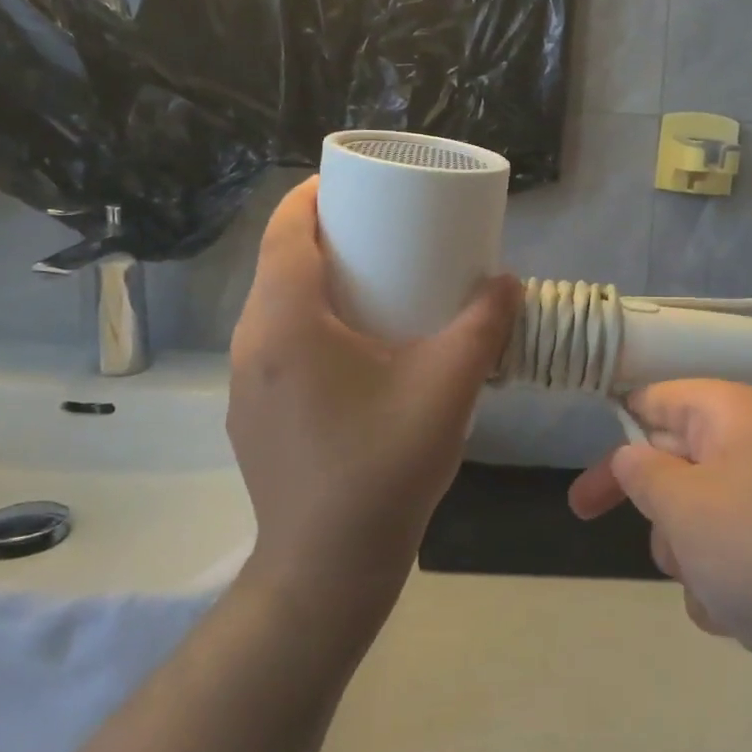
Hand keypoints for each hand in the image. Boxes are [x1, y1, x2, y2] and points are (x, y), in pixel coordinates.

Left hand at [228, 178, 520, 610]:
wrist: (327, 569)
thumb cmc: (383, 467)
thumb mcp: (447, 388)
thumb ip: (483, 326)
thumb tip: (507, 282)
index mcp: (286, 323)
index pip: (285, 231)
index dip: (313, 196)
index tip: (353, 183)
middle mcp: (251, 345)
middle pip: (278, 264)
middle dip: (324, 236)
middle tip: (380, 231)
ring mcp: (244, 384)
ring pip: (274, 307)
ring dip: (315, 282)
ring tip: (371, 284)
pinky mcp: (252, 415)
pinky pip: (275, 345)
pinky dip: (308, 323)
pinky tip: (353, 350)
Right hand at [568, 381, 751, 716]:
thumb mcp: (686, 507)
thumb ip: (641, 473)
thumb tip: (631, 455)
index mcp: (735, 412)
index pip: (655, 399)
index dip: (615, 433)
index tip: (584, 475)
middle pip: (675, 460)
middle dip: (659, 510)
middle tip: (631, 535)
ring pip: (698, 516)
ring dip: (690, 556)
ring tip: (716, 587)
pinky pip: (730, 554)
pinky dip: (723, 584)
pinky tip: (741, 615)